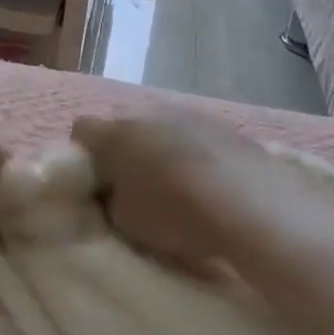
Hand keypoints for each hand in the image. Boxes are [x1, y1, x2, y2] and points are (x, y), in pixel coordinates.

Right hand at [70, 113, 275, 266]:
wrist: (252, 203)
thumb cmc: (175, 213)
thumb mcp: (125, 221)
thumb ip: (110, 201)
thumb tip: (112, 192)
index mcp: (115, 134)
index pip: (82, 129)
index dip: (82, 155)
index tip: (93, 181)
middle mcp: (148, 113)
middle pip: (124, 127)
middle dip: (123, 152)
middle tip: (132, 186)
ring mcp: (189, 114)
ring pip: (162, 128)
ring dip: (161, 150)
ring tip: (175, 187)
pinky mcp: (224, 125)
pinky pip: (195, 137)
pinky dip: (194, 155)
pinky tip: (208, 184)